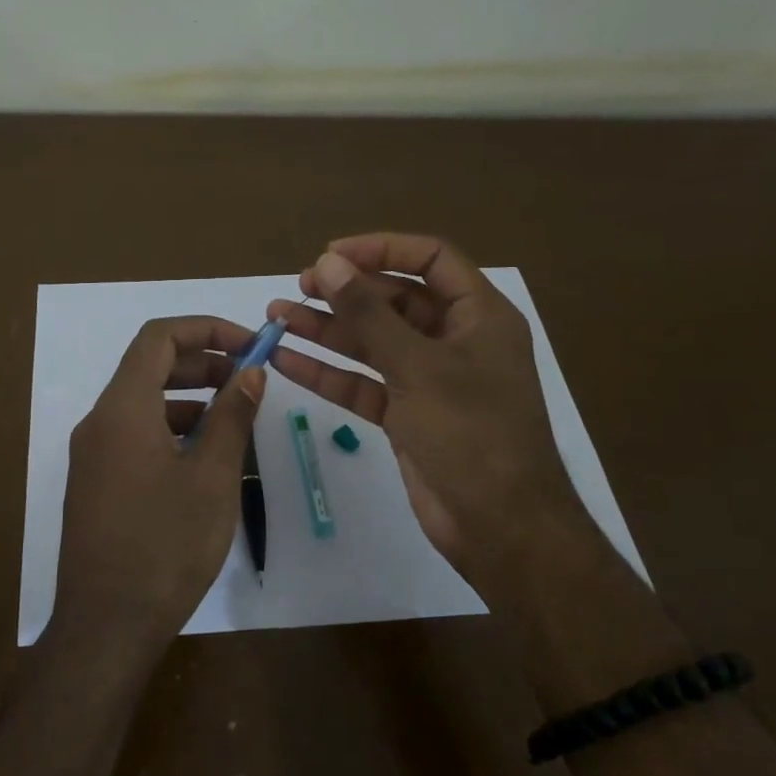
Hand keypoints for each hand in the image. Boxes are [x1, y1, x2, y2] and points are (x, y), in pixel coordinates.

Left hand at [53, 316, 266, 655]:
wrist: (106, 626)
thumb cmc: (165, 545)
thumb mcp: (211, 477)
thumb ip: (231, 416)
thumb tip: (251, 372)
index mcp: (123, 409)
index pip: (158, 338)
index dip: (206, 329)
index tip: (250, 345)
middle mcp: (100, 422)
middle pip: (149, 368)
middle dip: (203, 364)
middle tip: (249, 380)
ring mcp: (93, 455)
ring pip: (144, 405)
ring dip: (190, 399)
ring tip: (235, 420)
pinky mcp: (96, 484)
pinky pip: (135, 437)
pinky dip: (172, 431)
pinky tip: (205, 459)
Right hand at [266, 234, 593, 581]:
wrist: (499, 527)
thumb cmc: (471, 433)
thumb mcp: (417, 366)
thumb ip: (368, 314)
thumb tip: (326, 263)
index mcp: (478, 316)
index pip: (430, 260)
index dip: (381, 249)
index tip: (330, 255)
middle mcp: (455, 341)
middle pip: (395, 300)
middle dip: (345, 293)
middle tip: (297, 288)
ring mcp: (429, 381)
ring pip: (372, 343)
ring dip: (327, 330)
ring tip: (275, 317)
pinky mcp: (406, 416)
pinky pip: (363, 384)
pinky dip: (328, 373)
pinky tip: (285, 361)